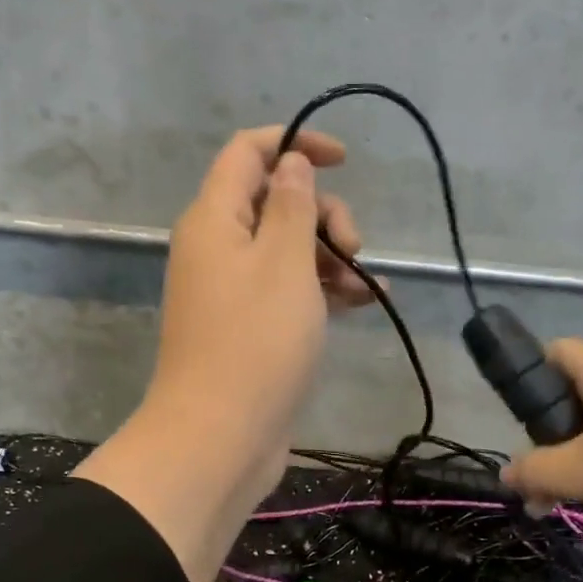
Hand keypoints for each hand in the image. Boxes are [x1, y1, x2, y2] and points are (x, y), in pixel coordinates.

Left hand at [145, 123, 373, 474]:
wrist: (220, 437)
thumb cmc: (256, 341)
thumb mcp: (285, 262)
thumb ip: (293, 205)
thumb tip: (290, 162)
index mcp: (214, 218)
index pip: (247, 152)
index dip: (295, 144)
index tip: (344, 160)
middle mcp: (217, 247)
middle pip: (274, 201)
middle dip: (323, 214)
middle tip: (353, 248)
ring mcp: (231, 290)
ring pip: (287, 249)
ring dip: (332, 256)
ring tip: (368, 287)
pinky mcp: (248, 327)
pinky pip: (287, 290)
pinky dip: (323, 289)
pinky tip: (364, 303)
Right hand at [500, 339, 582, 561]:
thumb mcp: (582, 476)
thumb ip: (535, 472)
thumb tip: (507, 474)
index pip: (560, 351)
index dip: (532, 371)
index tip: (517, 415)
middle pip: (574, 408)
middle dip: (549, 450)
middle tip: (537, 488)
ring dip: (578, 482)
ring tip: (571, 519)